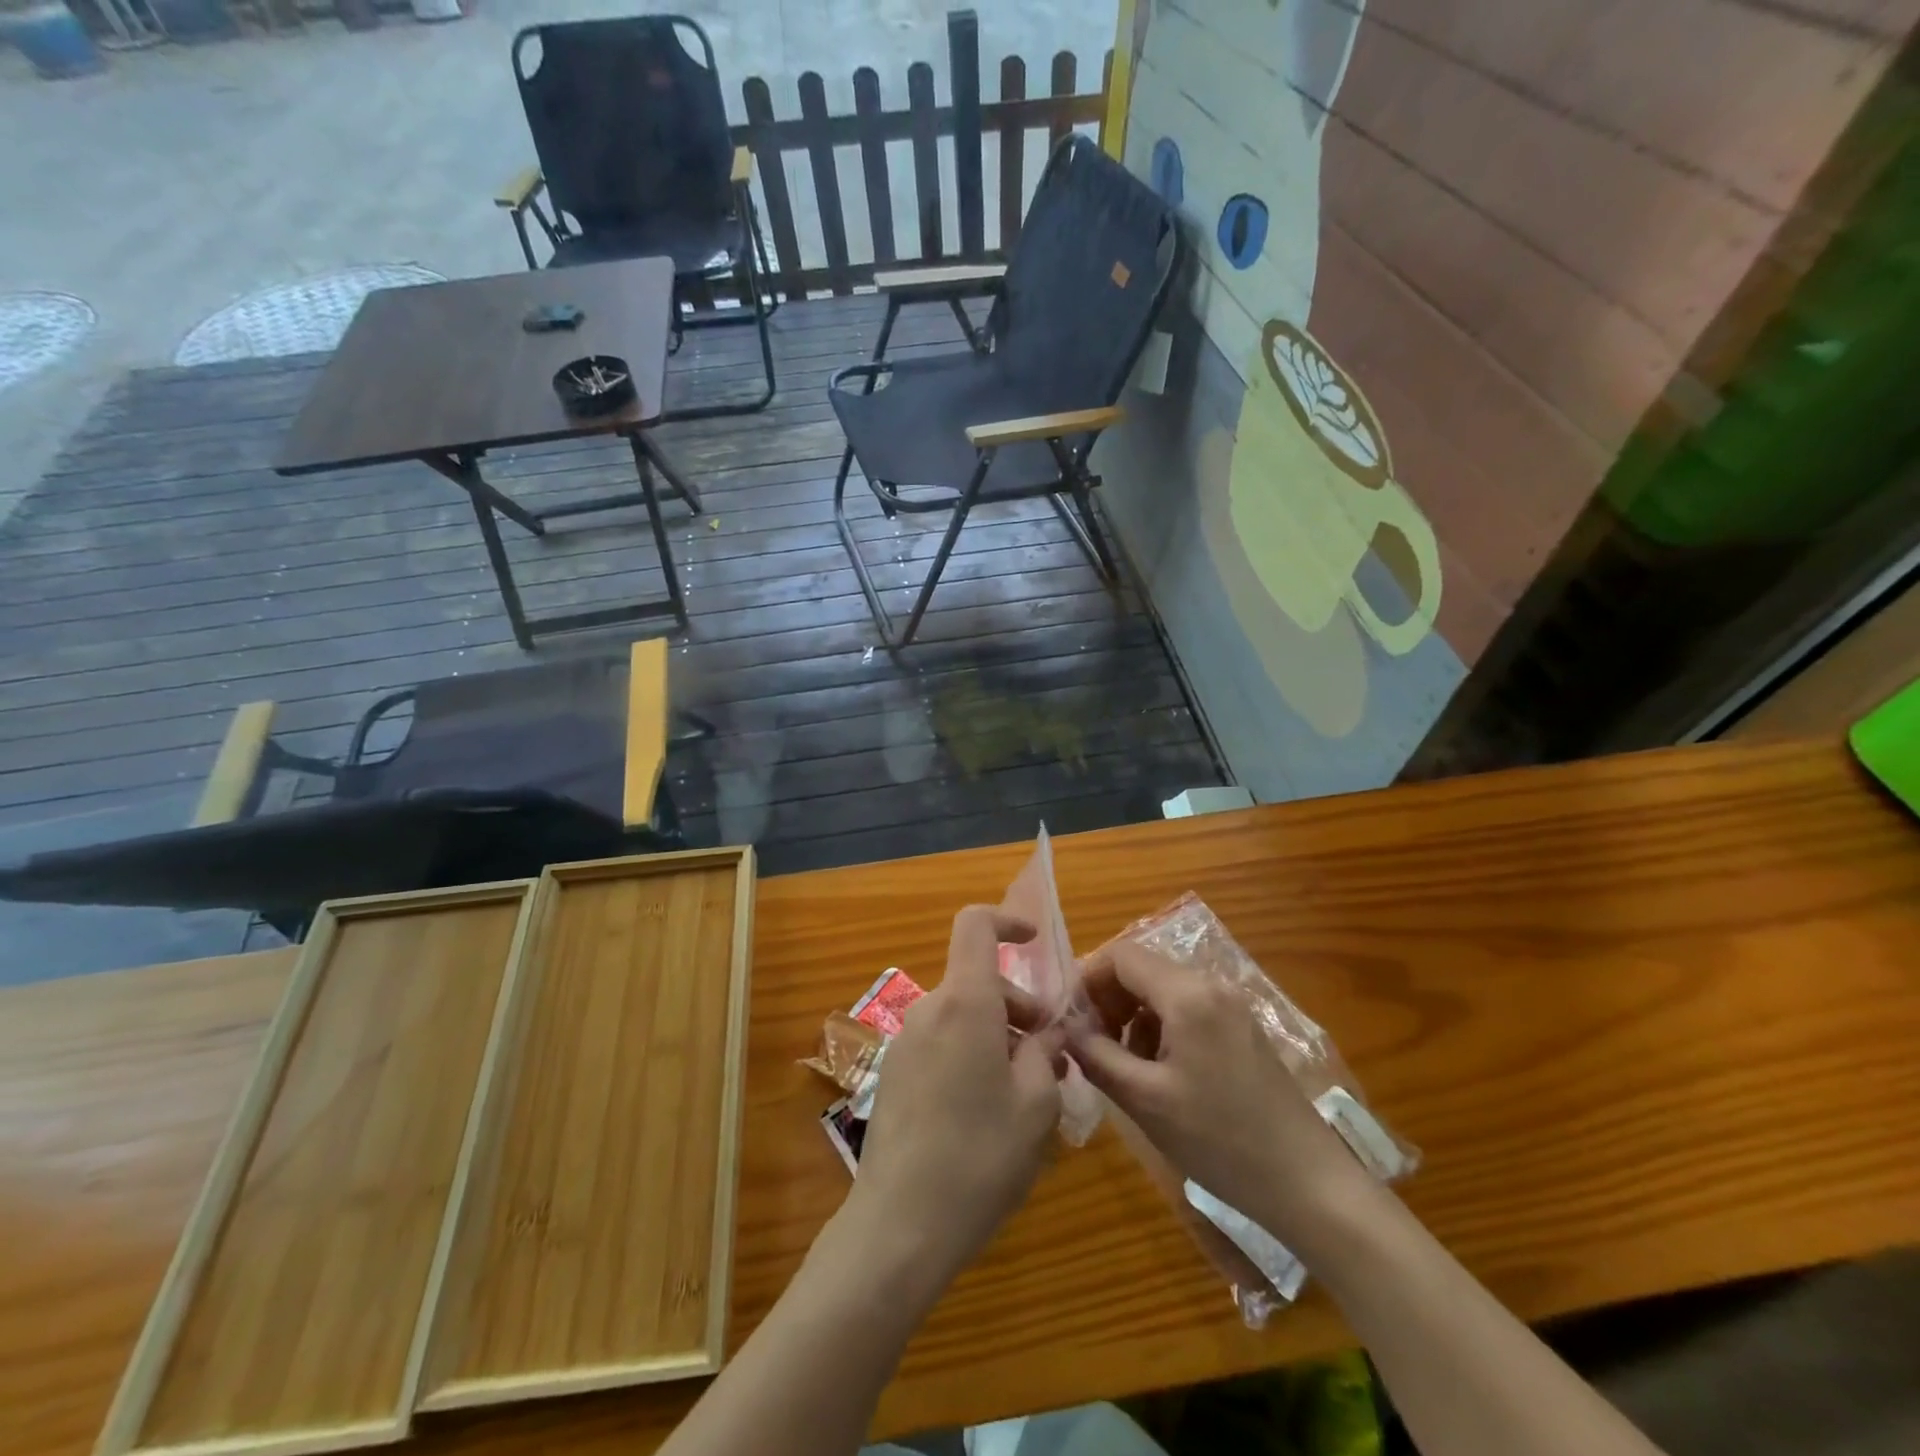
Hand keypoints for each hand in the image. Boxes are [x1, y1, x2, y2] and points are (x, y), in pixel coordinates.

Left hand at [848, 906, 1066, 1282]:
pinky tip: (989, 1112)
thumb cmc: (979, 1157)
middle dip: (1019, 1005)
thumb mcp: (1036, 1105)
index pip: (975, 925)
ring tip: (1027, 1093)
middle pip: (978, 980)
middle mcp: (929, 1010)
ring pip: (963, 1015)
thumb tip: (1048, 1033)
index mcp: (964, 1002)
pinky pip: (942, 1042)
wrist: (899, 1226)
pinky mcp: (895, 1073)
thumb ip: (1046, 1054)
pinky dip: (972, 1053)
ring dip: (998, 1035)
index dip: (1007, 920)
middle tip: (1051, 1056)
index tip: (1035, 942)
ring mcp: (905, 1042)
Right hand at [1067, 941, 1362, 1238]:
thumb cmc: (1220, 1140)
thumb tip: (1065, 1028)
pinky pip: (1188, 1009)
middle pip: (1143, 969)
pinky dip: (1161, 1027)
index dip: (1087, 979)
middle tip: (1091, 1044)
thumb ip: (1096, 1055)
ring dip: (1133, 1016)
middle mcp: (1211, 985)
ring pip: (1163, 990)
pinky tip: (1158, 1072)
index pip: (1121, 955)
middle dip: (1109, 999)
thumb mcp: (1144, 1100)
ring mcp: (1232, 1006)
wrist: (1308, 1184)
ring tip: (1122, 1064)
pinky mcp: (1243, 1029)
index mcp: (1186, 994)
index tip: (1070, 1019)